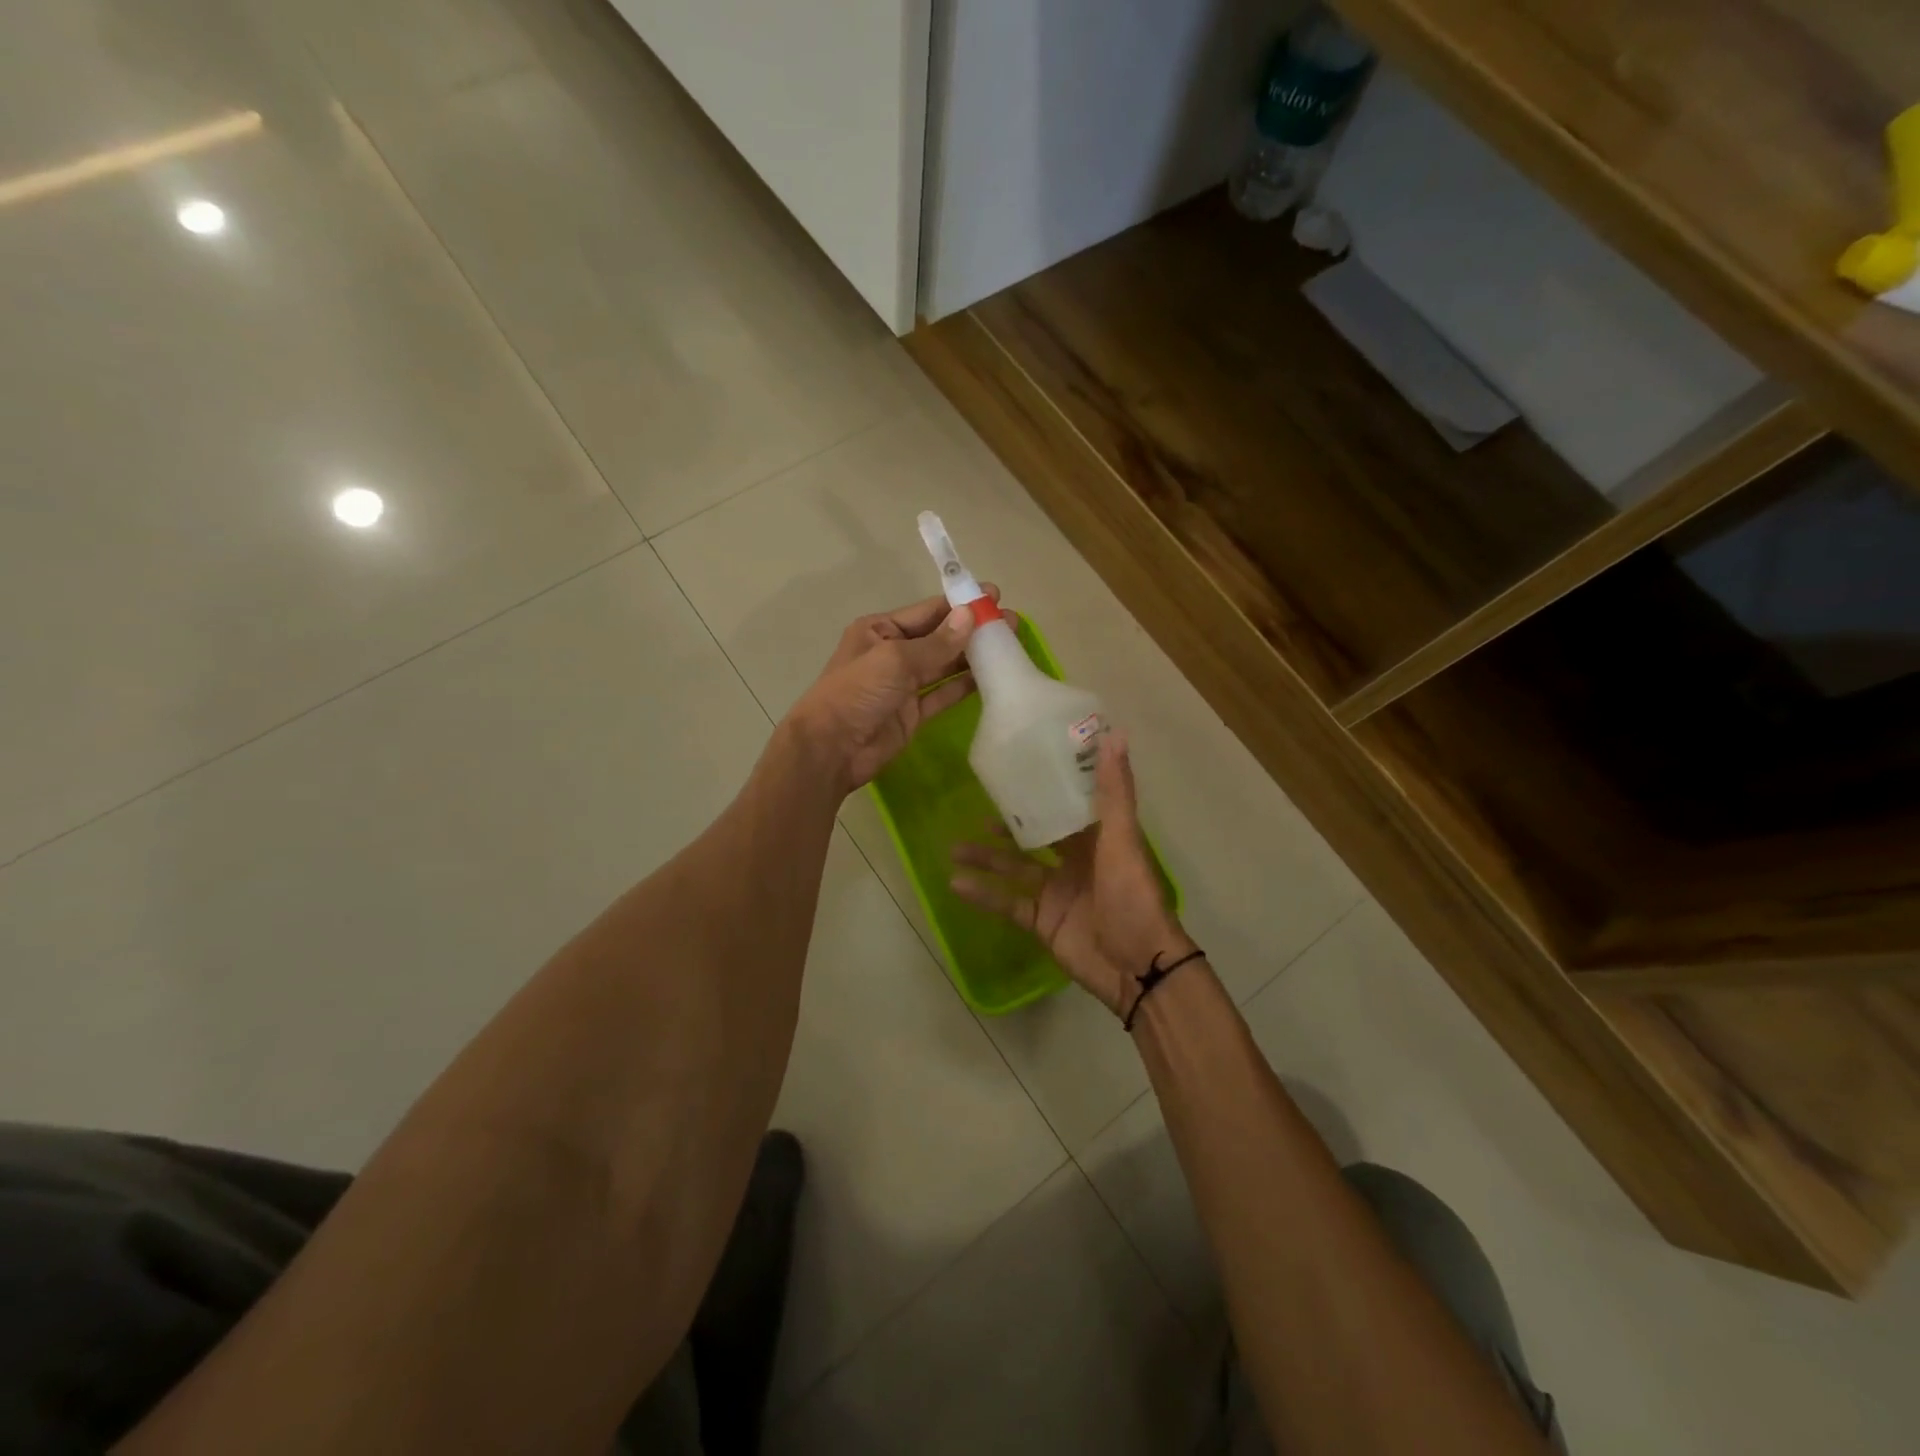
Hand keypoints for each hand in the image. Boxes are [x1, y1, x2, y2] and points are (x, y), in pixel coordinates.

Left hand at [786, 590, 996, 794]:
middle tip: (1011, 624)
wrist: (832, 749)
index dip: (961, 604)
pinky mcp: (913, 713)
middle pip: (940, 637)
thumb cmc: (857, 692)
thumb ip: (936, 642)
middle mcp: (893, 653)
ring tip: (1010, 647)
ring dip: (974, 657)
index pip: (928, 611)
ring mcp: (904, 685)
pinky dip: (965, 686)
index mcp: (880, 629)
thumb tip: (970, 616)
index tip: (995, 597)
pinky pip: (944, 694)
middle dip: (974, 630)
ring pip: (945, 665)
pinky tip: (992, 677)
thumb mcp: (895, 659)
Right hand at [951, 732, 1192, 1015]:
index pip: (1067, 805)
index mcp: (1097, 838)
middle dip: (1006, 825)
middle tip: (974, 808)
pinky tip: (956, 883)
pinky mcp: (1042, 922)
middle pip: (1034, 836)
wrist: (1138, 968)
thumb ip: (1114, 791)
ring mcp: (1056, 892)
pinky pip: (1008, 903)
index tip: (1018, 766)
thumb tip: (1115, 733)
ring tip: (954, 848)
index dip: (1045, 787)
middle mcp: (1075, 861)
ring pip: (1014, 868)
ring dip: (986, 859)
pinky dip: (984, 895)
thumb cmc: (1133, 897)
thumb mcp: (1122, 841)